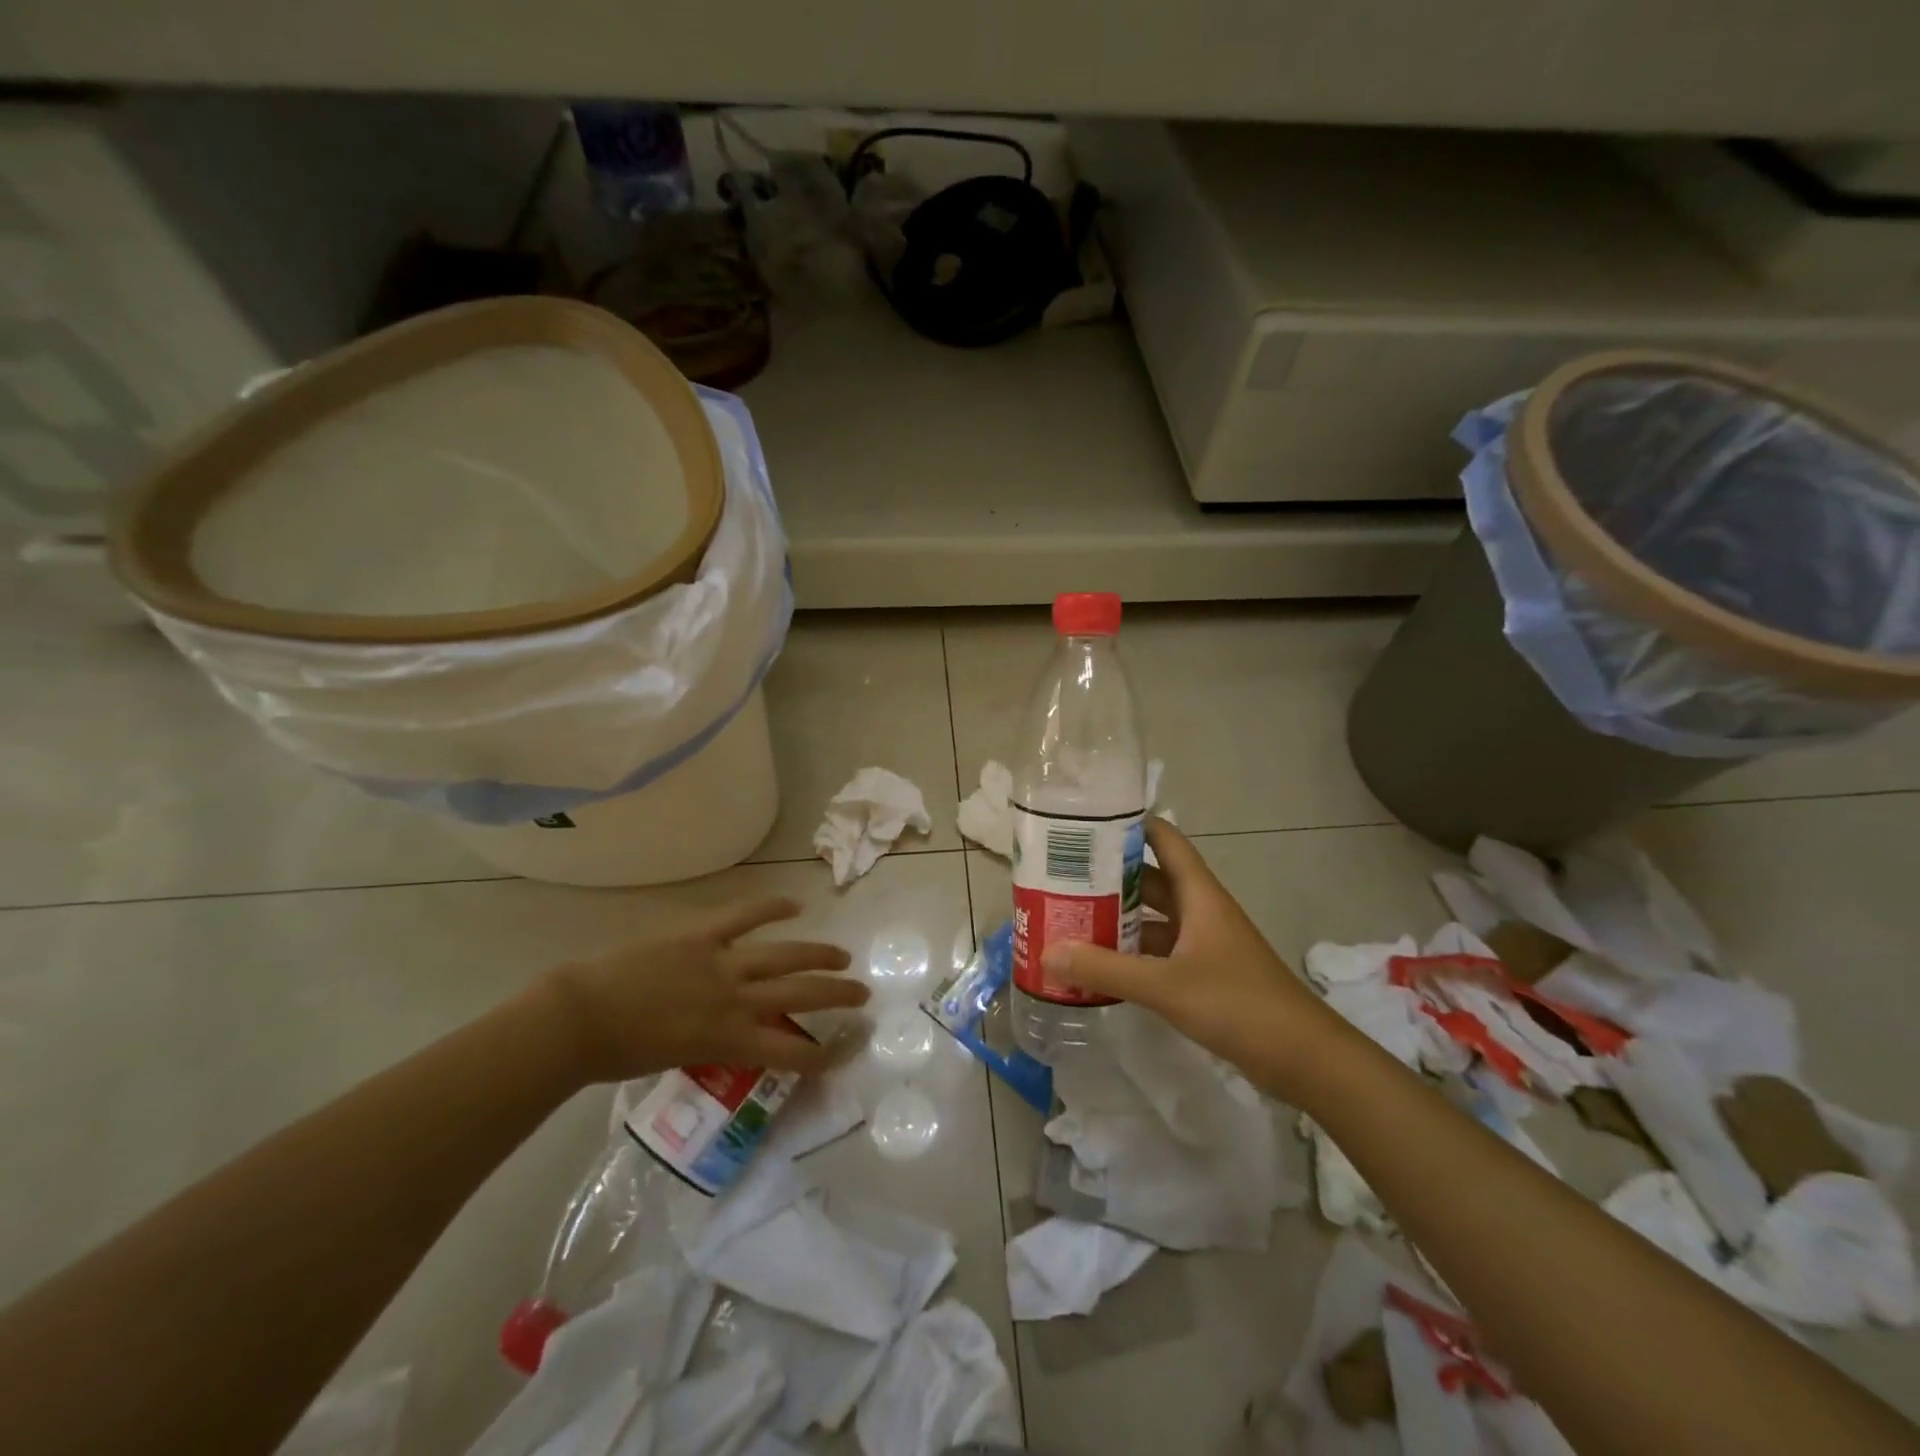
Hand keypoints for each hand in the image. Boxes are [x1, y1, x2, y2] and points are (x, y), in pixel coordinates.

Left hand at [540, 897, 867, 1082]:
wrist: (578, 1019)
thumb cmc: (618, 1053)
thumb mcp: (677, 1061)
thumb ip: (712, 1046)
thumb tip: (735, 1036)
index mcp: (727, 1039)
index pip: (787, 1050)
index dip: (819, 1055)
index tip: (841, 1055)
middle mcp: (735, 1000)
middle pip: (799, 995)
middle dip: (836, 996)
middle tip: (862, 995)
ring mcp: (721, 963)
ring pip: (784, 956)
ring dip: (819, 955)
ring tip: (844, 956)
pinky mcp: (702, 935)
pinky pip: (744, 916)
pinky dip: (772, 908)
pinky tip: (796, 905)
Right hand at [1041, 819, 1330, 1072]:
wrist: (1305, 1059)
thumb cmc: (1238, 1004)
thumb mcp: (1166, 985)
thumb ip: (1106, 968)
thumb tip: (1048, 952)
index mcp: (1199, 895)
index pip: (1164, 840)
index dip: (1130, 825)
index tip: (1086, 822)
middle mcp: (1200, 911)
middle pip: (1150, 880)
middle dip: (1109, 877)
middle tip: (1060, 875)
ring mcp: (1204, 944)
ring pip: (1153, 920)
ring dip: (1118, 918)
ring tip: (1070, 917)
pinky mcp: (1205, 975)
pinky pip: (1159, 953)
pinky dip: (1131, 954)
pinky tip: (1100, 965)